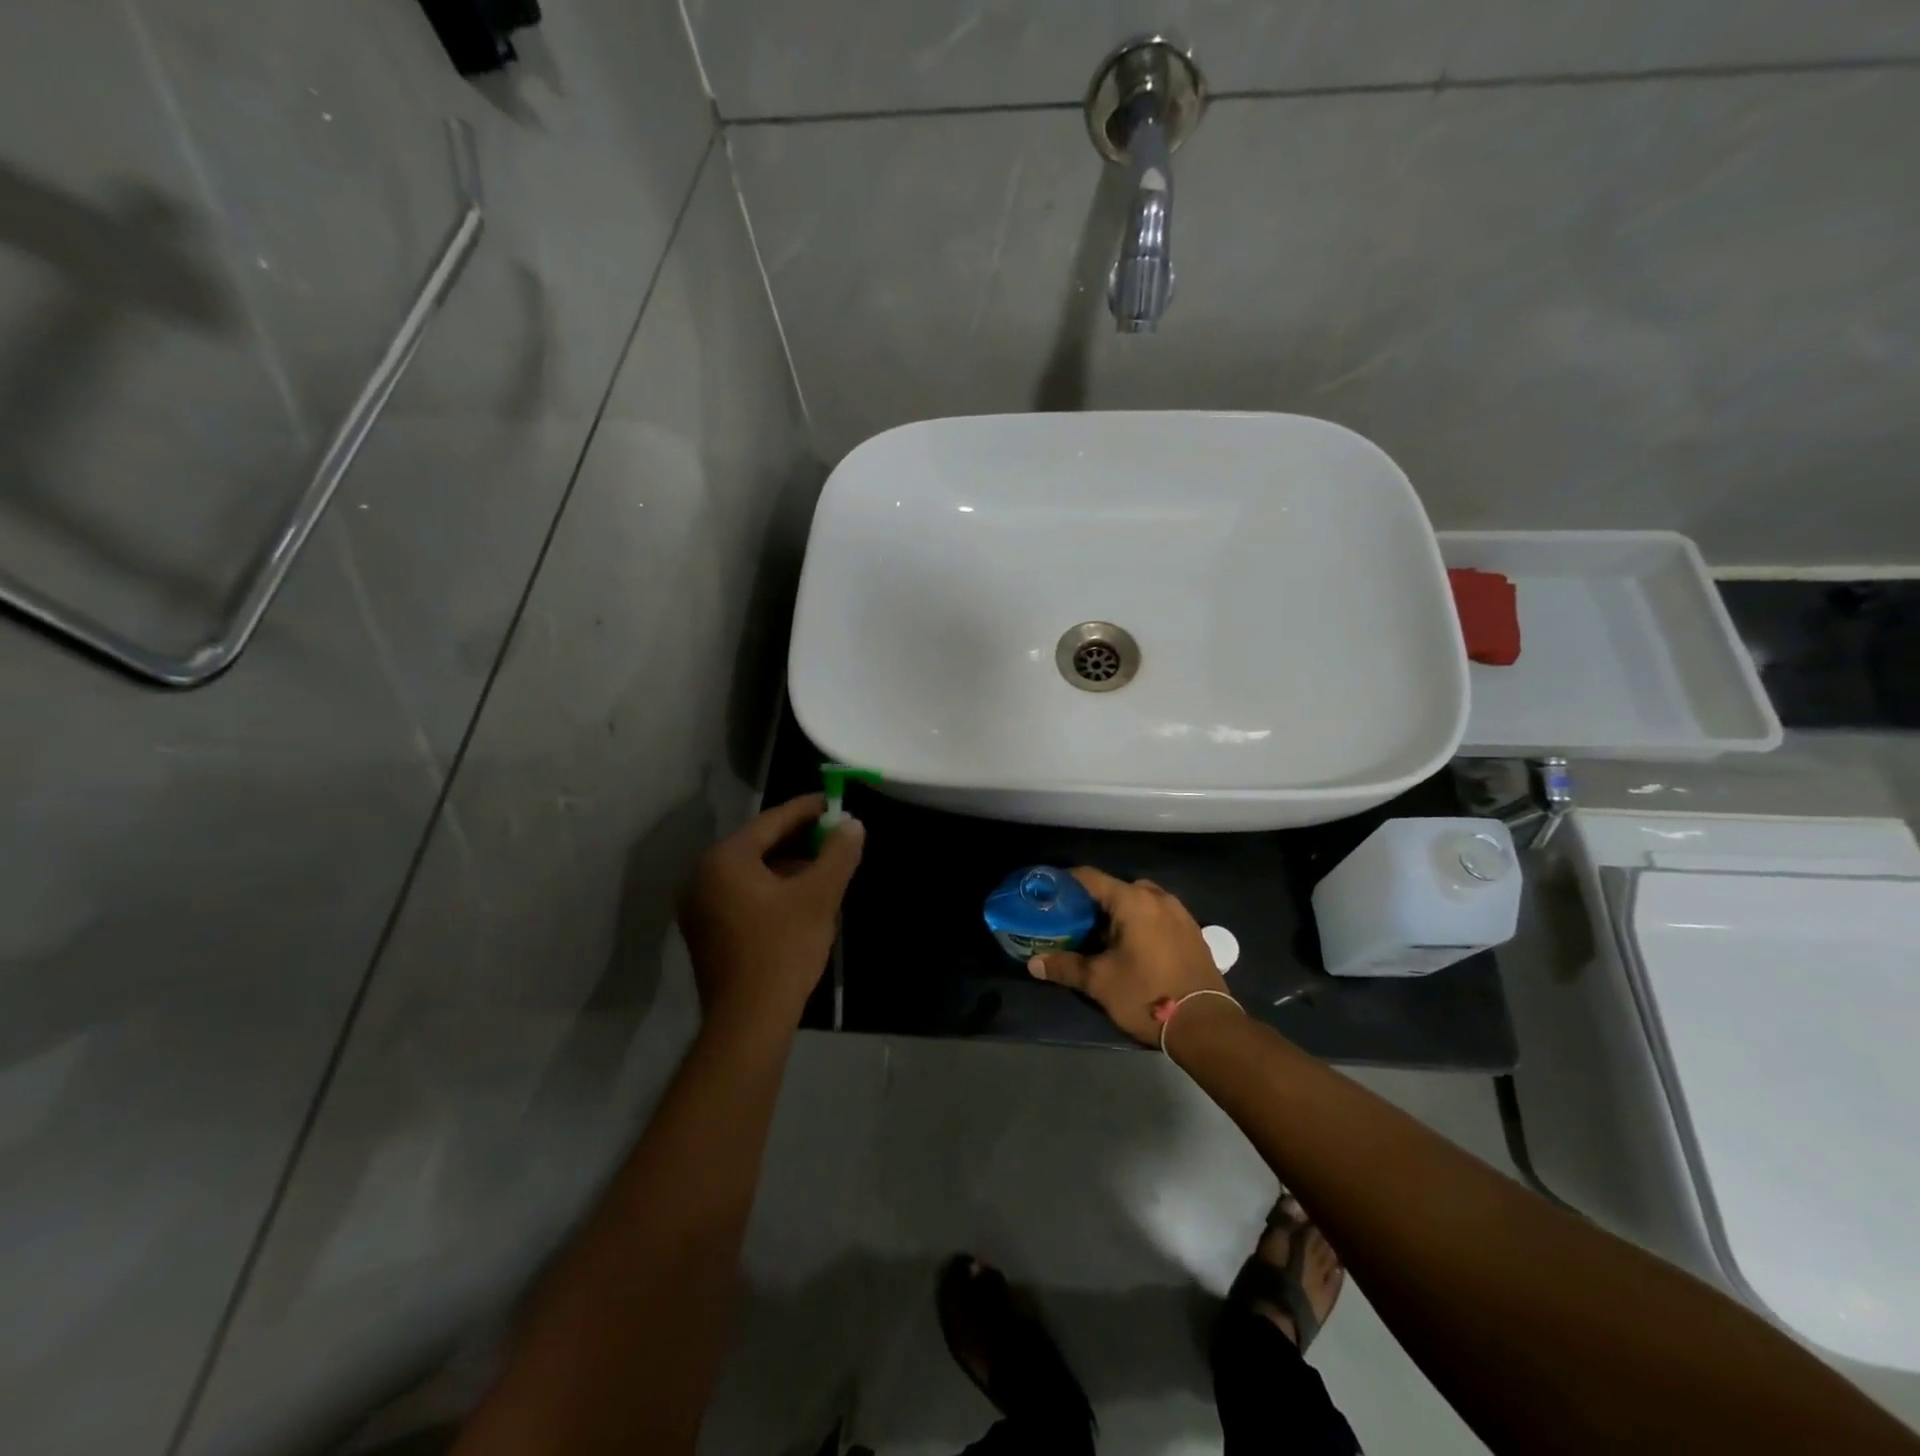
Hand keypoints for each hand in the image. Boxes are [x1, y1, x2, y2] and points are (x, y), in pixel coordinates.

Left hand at [678, 794, 864, 1032]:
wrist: (749, 1021)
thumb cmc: (783, 949)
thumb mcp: (819, 896)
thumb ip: (838, 854)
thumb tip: (853, 824)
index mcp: (725, 860)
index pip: (771, 821)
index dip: (807, 809)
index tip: (833, 801)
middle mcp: (703, 876)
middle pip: (759, 845)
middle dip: (799, 839)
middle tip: (834, 834)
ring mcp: (700, 907)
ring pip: (752, 872)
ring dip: (788, 866)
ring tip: (824, 866)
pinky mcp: (706, 933)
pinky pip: (743, 895)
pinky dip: (772, 889)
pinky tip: (801, 898)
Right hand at [1029, 868, 1228, 1045]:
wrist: (1205, 1024)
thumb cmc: (1147, 995)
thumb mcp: (1100, 982)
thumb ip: (1065, 966)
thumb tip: (1033, 963)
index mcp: (1133, 901)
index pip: (1090, 878)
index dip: (1065, 883)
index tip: (1048, 895)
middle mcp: (1158, 898)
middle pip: (1116, 888)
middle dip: (1093, 902)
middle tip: (1072, 922)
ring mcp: (1179, 913)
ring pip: (1139, 902)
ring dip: (1119, 914)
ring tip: (1099, 938)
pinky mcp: (1192, 932)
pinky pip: (1158, 916)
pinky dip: (1140, 924)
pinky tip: (1131, 949)